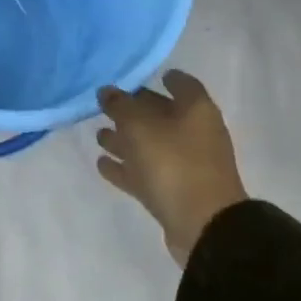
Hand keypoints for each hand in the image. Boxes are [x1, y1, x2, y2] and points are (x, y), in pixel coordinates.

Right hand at [96, 71, 247, 268]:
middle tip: (105, 106)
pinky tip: (102, 163)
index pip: (182, 84)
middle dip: (134, 110)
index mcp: (196, 110)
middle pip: (162, 114)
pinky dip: (126, 167)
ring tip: (98, 136)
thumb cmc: (173, 163)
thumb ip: (120, 105)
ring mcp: (186, 164)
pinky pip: (145, 172)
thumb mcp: (139, 126)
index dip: (163, 78)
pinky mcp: (174, 192)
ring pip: (151, 145)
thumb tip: (107, 91)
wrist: (203, 224)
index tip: (137, 76)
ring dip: (125, 140)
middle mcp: (194, 133)